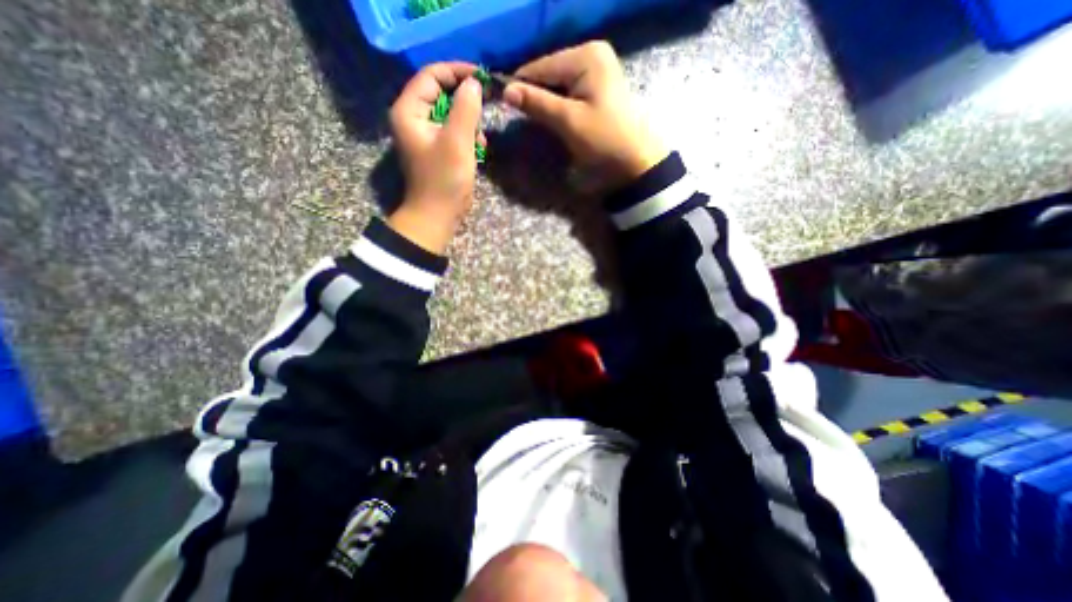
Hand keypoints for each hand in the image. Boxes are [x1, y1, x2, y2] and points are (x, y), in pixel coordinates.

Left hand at [389, 62, 483, 253]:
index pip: (431, 76)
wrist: (437, 216)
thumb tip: (474, 84)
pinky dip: (467, 136)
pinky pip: (452, 131)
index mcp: (409, 111)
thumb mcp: (457, 141)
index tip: (483, 77)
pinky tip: (478, 149)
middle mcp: (412, 118)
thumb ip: (466, 108)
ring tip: (481, 139)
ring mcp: (424, 135)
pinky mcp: (435, 149)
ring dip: (469, 122)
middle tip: (486, 107)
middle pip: (440, 94)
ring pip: (449, 114)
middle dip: (465, 101)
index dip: (457, 72)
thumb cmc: (445, 180)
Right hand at [502, 40, 662, 191]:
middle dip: (535, 94)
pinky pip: (569, 92)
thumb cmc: (604, 139)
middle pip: (550, 73)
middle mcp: (592, 55)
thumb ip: (537, 103)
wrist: (636, 162)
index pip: (541, 66)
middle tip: (519, 116)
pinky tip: (553, 118)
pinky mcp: (599, 88)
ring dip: (545, 101)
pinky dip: (558, 105)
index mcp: (586, 55)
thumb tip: (506, 91)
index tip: (502, 104)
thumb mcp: (568, 121)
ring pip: (558, 84)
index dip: (520, 85)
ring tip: (534, 120)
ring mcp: (598, 71)